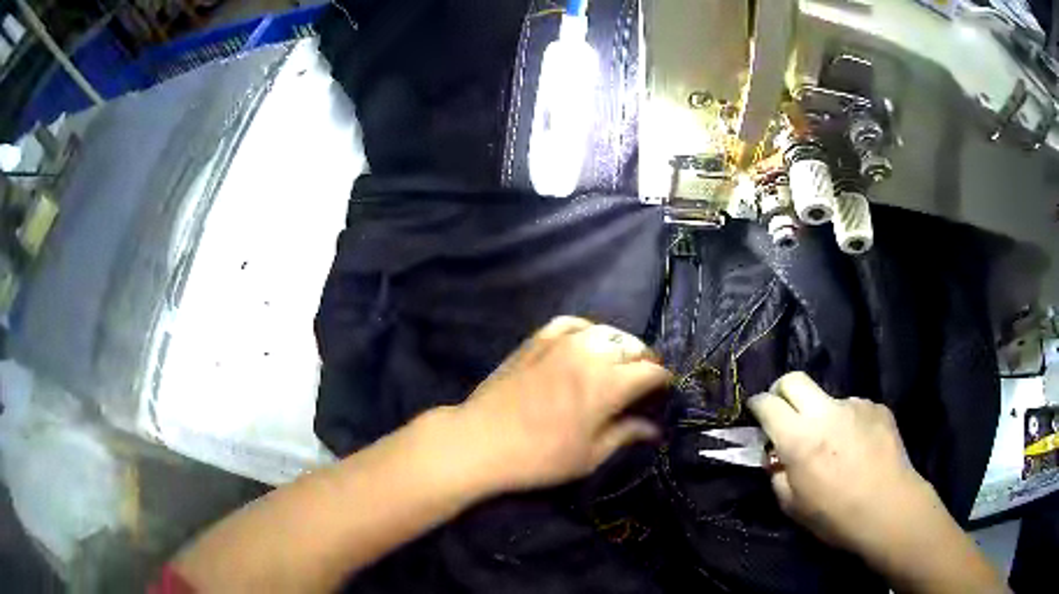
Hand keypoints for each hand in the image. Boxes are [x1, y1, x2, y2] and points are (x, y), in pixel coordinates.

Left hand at [452, 316, 671, 491]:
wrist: (482, 440)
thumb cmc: (541, 456)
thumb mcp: (591, 455)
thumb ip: (626, 434)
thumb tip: (655, 429)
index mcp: (610, 383)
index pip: (652, 371)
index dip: (663, 381)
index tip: (664, 393)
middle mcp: (592, 353)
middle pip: (633, 347)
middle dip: (645, 362)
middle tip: (642, 382)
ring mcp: (562, 341)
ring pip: (606, 331)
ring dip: (620, 345)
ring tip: (619, 362)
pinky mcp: (537, 339)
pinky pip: (572, 323)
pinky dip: (587, 331)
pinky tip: (587, 343)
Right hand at [747, 372, 939, 556]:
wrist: (889, 508)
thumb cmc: (835, 515)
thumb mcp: (793, 506)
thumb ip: (777, 476)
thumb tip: (776, 458)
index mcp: (799, 438)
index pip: (768, 403)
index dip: (757, 405)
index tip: (756, 413)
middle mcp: (825, 412)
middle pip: (794, 380)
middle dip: (782, 391)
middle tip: (785, 412)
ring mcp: (855, 405)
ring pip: (828, 399)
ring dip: (823, 416)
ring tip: (836, 446)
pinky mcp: (877, 407)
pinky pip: (855, 409)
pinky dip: (850, 424)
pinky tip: (860, 448)